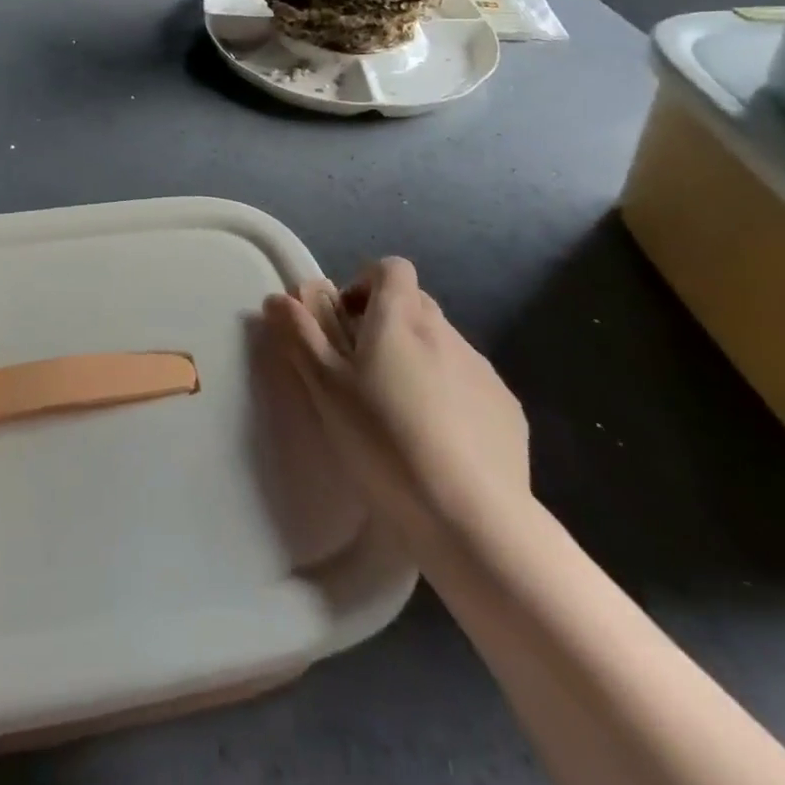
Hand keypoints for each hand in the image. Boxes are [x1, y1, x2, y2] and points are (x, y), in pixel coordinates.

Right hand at [264, 257, 530, 561]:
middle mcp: (445, 330)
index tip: (346, 323)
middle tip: (363, 371)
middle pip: (414, 304)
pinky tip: (439, 441)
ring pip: (442, 344)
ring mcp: (482, 369)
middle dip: (387, 324)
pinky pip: (470, 383)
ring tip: (400, 413)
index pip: (391, 268)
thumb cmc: (384, 441)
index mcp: (400, 317)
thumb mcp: (325, 389)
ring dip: (418, 360)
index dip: (366, 285)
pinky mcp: (507, 408)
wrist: (472, 517)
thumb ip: (300, 336)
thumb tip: (277, 298)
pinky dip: (450, 395)